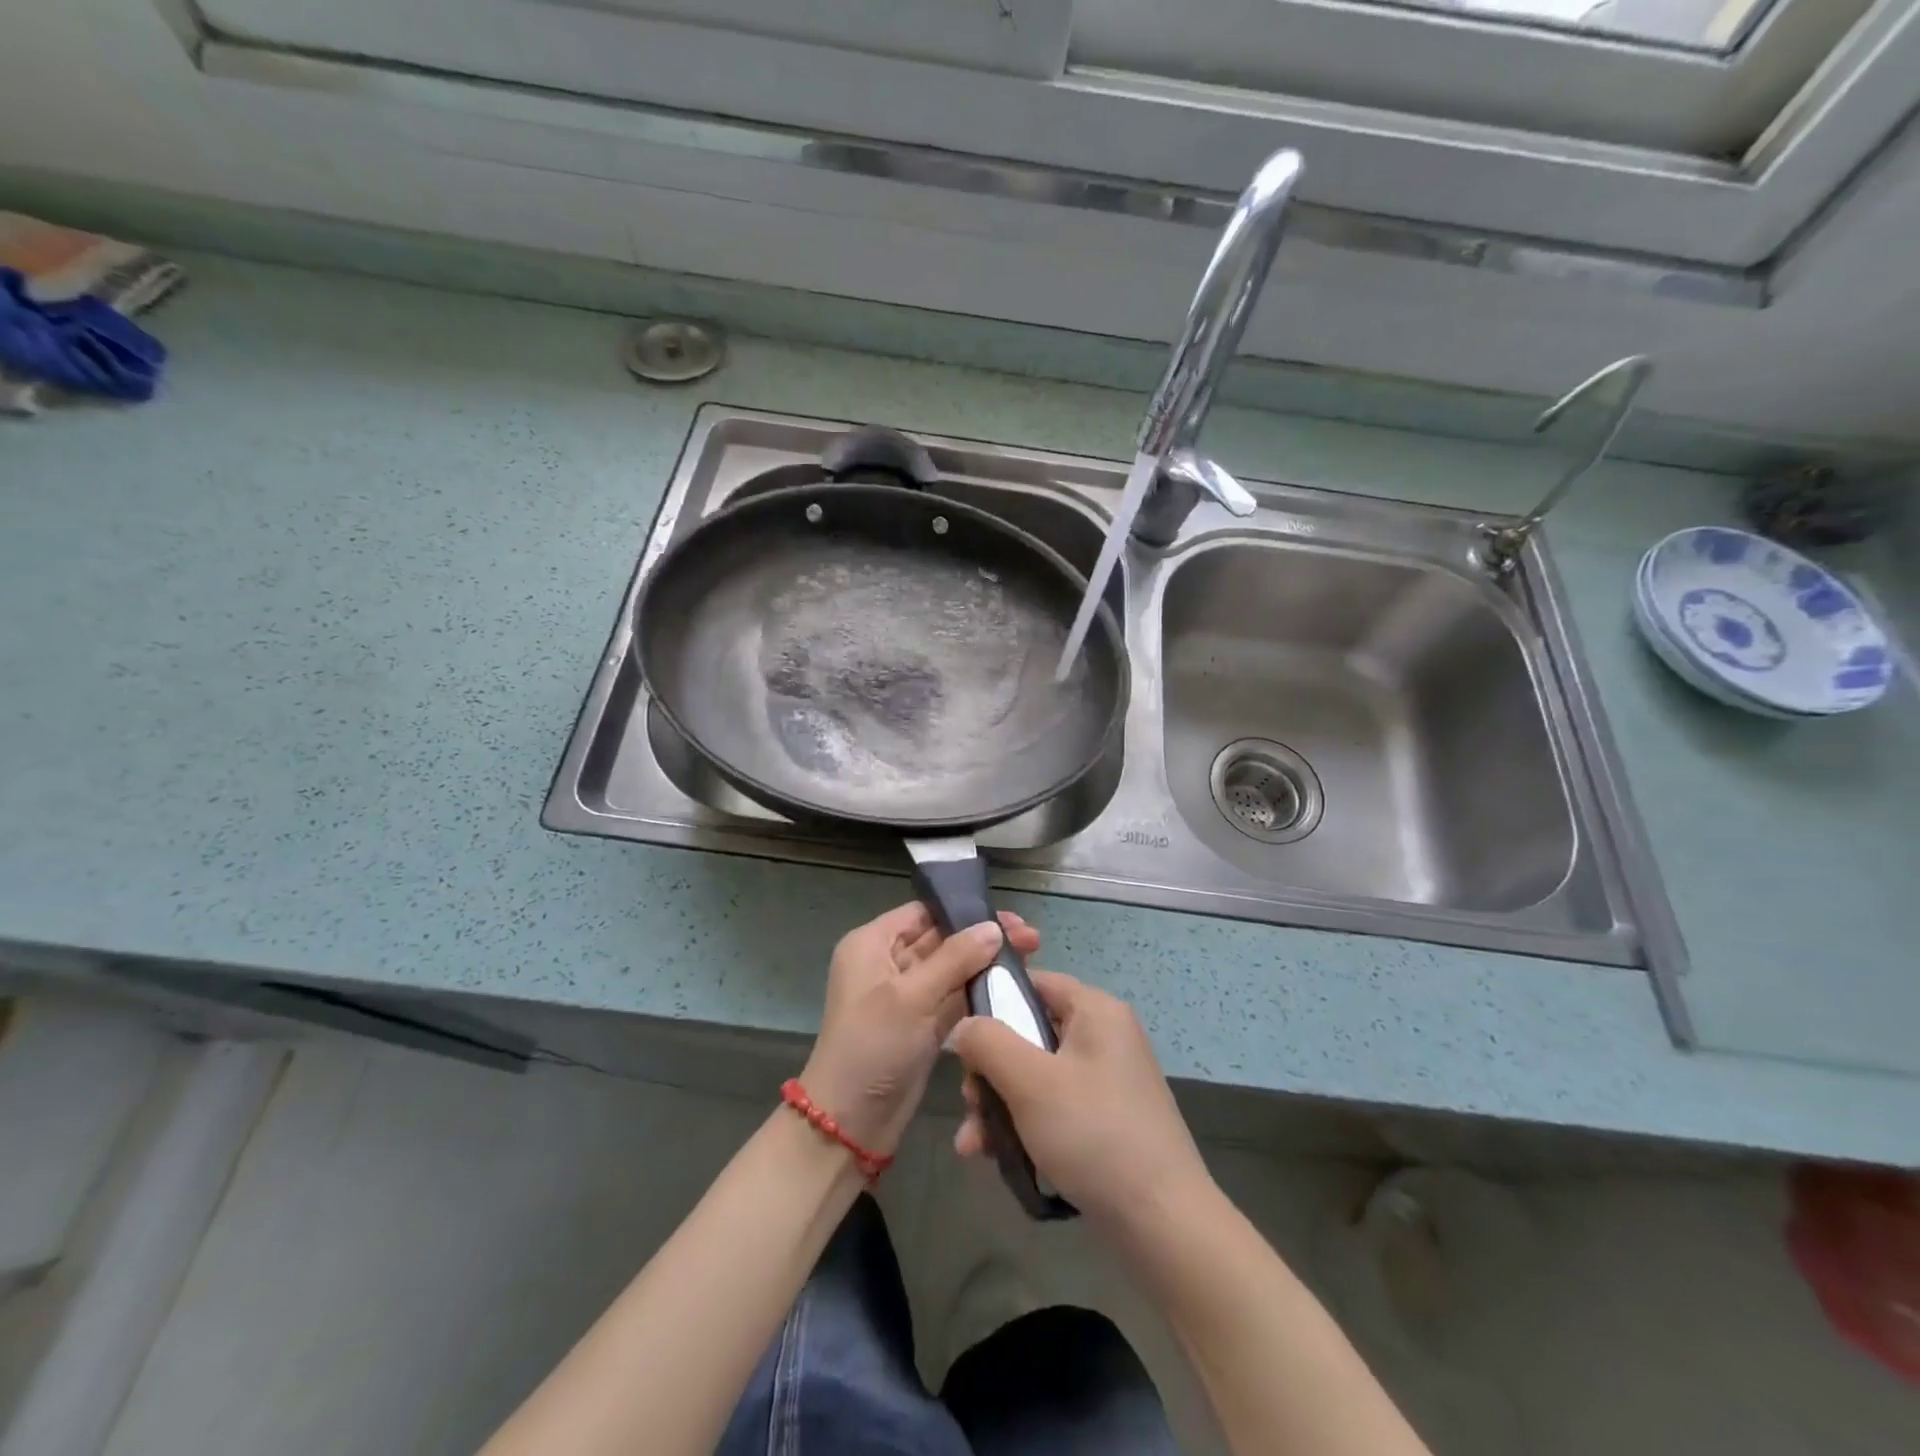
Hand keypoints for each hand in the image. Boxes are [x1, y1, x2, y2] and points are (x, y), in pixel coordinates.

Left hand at [801, 902, 1039, 1157]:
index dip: (963, 911)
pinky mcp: (922, 1025)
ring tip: (1031, 958)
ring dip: (985, 964)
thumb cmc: (872, 1046)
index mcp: (872, 944)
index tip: (1007, 917)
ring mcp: (906, 996)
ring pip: (951, 969)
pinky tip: (1013, 986)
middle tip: (1031, 939)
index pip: (922, 913)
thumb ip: (955, 958)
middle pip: (941, 939)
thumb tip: (994, 928)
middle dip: (983, 938)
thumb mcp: (911, 996)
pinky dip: (979, 992)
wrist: (850, 1124)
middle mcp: (888, 963)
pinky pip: (954, 998)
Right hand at [952, 971, 1212, 1232]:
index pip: (1033, 982)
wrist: (1164, 1224)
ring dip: (998, 1105)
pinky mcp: (1105, 1119)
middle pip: (1028, 1033)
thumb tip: (963, 1026)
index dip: (992, 1002)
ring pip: (1035, 1075)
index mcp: (1095, 1010)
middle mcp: (1104, 1036)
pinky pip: (1053, 1106)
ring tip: (973, 1145)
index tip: (962, 1040)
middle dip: (989, 1071)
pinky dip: (1023, 1125)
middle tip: (969, 1102)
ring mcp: (1106, 1079)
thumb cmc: (1094, 1134)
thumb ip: (988, 1042)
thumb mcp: (1030, 1082)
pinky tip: (994, 1158)